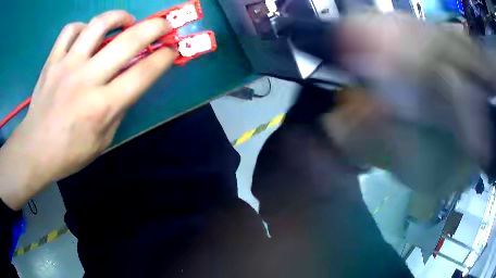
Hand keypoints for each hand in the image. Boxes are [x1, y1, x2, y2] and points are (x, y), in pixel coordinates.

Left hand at [0, 10, 176, 209]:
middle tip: (162, 25)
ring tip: (124, 22)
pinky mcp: (52, 61)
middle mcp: (87, 80)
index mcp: (103, 107)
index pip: (143, 73)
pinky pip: (70, 30)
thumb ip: (118, 109)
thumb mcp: (103, 140)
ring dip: (119, 17)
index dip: (164, 58)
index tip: (171, 50)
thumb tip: (129, 82)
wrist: (35, 151)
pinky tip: (86, 36)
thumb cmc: (70, 153)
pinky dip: (82, 27)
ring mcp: (67, 66)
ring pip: (99, 24)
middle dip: (155, 27)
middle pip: (128, 41)